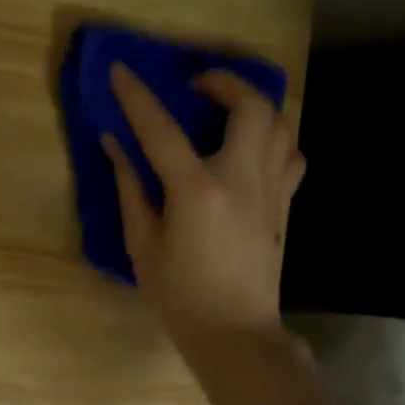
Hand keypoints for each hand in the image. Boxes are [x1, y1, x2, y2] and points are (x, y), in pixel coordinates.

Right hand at [102, 63, 305, 357]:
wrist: (236, 335)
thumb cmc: (179, 296)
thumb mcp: (142, 243)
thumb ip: (129, 187)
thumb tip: (114, 143)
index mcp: (196, 191)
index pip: (161, 129)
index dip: (136, 95)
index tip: (120, 69)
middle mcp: (241, 180)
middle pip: (251, 107)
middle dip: (224, 82)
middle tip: (196, 86)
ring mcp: (271, 191)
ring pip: (280, 125)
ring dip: (252, 104)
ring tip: (223, 109)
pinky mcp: (284, 205)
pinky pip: (290, 155)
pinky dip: (273, 138)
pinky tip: (249, 147)